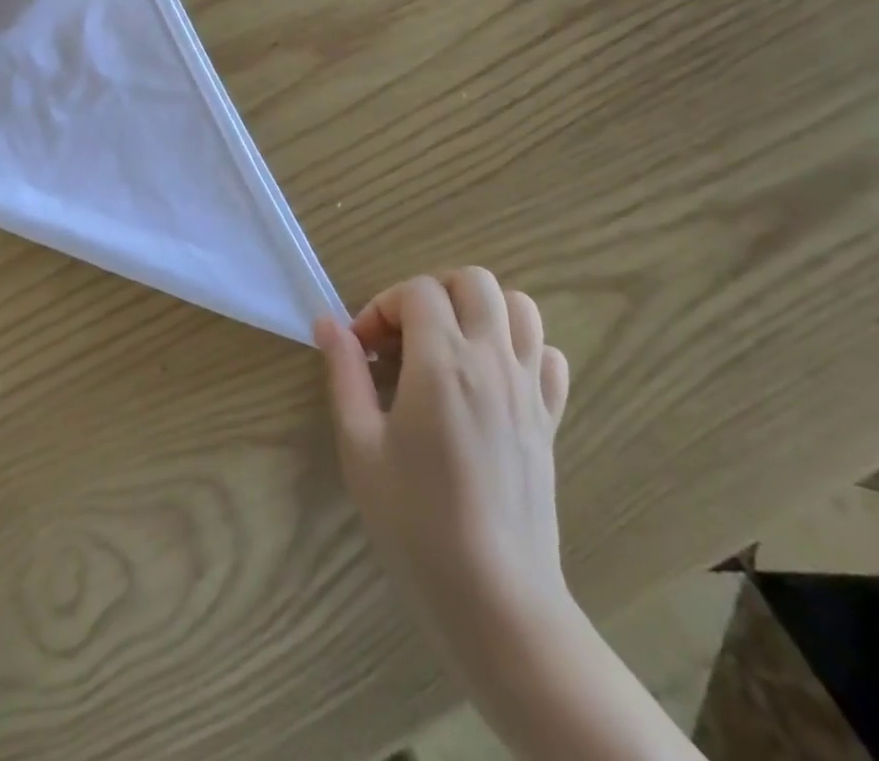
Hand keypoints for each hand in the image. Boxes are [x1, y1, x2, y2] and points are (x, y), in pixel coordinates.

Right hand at [316, 270, 573, 676]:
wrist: (495, 599)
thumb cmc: (415, 521)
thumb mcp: (360, 444)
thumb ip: (344, 373)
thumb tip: (327, 323)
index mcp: (442, 363)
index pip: (417, 291)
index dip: (382, 306)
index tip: (363, 348)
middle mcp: (493, 361)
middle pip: (473, 280)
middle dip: (432, 292)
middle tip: (404, 336)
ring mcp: (529, 388)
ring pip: (520, 307)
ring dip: (479, 309)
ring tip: (446, 345)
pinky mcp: (550, 418)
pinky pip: (548, 355)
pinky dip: (520, 347)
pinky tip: (490, 377)